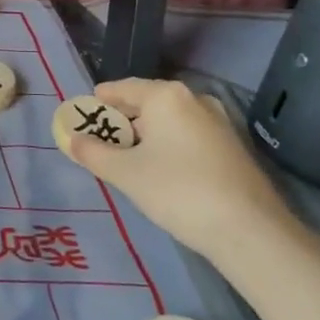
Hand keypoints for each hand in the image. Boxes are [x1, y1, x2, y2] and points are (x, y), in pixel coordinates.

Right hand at [68, 77, 294, 266]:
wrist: (249, 230)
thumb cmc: (177, 190)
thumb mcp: (125, 173)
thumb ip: (92, 152)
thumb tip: (69, 139)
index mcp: (166, 96)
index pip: (122, 88)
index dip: (98, 102)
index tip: (81, 116)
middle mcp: (194, 99)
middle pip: (146, 103)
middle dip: (122, 120)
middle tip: (100, 141)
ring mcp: (219, 122)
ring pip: (169, 121)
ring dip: (146, 135)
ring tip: (127, 159)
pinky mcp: (233, 146)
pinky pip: (188, 135)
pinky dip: (169, 145)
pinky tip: (160, 170)